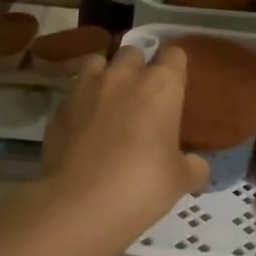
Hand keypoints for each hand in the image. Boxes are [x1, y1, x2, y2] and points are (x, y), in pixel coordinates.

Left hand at [35, 44, 209, 255]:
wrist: (79, 204)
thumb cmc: (142, 185)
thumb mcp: (180, 180)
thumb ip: (192, 166)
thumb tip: (196, 165)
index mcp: (161, 86)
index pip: (173, 53)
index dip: (174, 66)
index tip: (175, 84)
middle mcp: (123, 76)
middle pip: (133, 52)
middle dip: (138, 67)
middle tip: (142, 96)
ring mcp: (86, 88)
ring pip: (97, 62)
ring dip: (105, 75)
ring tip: (108, 101)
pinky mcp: (59, 107)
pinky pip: (73, 93)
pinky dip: (81, 103)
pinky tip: (83, 127)